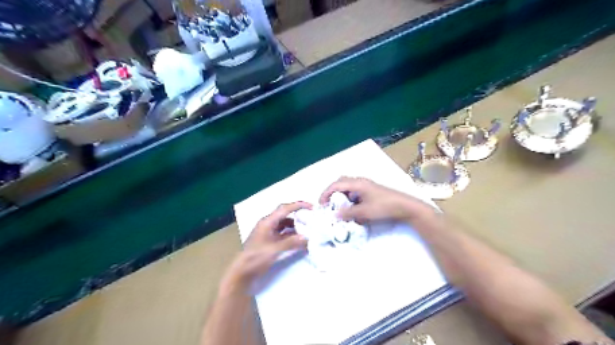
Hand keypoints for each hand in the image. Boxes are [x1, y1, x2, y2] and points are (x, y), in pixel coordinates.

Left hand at [223, 203, 312, 289]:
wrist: (241, 273)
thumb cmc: (255, 259)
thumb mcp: (274, 250)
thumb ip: (291, 242)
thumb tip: (307, 237)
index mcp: (267, 222)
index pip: (285, 208)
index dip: (298, 205)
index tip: (312, 207)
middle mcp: (267, 224)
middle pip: (285, 215)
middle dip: (298, 215)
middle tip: (311, 218)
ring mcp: (267, 233)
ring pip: (284, 224)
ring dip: (295, 226)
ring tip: (307, 230)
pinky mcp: (268, 241)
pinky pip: (282, 233)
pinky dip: (291, 235)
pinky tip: (299, 240)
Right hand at [320, 176, 433, 221]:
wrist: (404, 206)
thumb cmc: (384, 206)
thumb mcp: (364, 212)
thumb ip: (348, 213)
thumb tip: (335, 215)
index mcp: (357, 183)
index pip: (336, 184)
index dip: (326, 193)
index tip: (321, 204)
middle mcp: (360, 181)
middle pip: (341, 182)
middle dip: (332, 192)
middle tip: (328, 204)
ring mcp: (366, 185)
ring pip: (348, 186)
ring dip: (341, 195)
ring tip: (339, 207)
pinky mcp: (371, 190)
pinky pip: (355, 191)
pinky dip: (349, 197)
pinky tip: (352, 207)